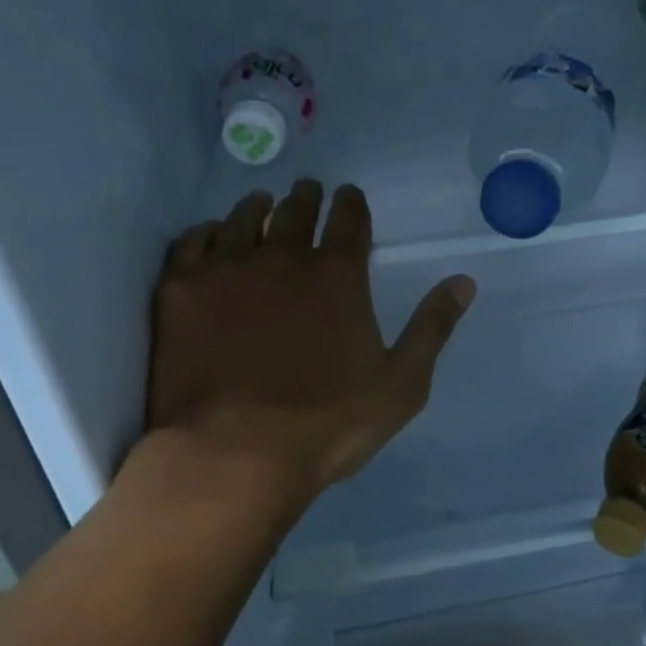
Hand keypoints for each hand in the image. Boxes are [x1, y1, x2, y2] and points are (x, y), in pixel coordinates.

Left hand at [143, 181, 474, 506]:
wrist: (234, 454)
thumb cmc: (328, 423)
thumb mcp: (402, 384)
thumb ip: (432, 327)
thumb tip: (464, 281)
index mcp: (339, 276)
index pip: (349, 220)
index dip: (351, 203)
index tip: (349, 193)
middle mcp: (283, 258)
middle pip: (296, 212)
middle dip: (306, 198)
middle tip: (307, 191)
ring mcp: (227, 270)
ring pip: (243, 219)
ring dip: (258, 207)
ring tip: (262, 203)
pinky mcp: (181, 291)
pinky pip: (193, 242)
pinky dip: (207, 232)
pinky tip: (211, 235)